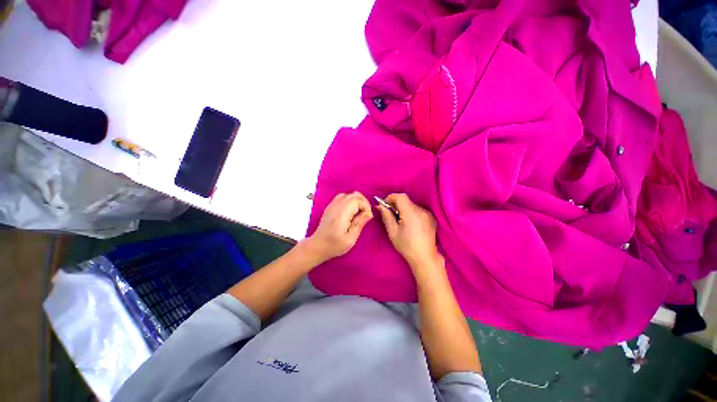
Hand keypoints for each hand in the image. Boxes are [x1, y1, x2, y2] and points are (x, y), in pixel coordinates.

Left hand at [304, 192, 372, 263]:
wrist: (317, 245)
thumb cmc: (334, 245)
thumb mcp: (350, 239)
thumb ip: (360, 224)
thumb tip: (369, 213)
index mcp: (341, 214)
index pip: (357, 200)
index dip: (366, 207)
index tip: (367, 217)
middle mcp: (336, 206)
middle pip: (354, 195)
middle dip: (363, 203)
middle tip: (365, 215)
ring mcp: (332, 204)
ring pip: (349, 194)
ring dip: (357, 201)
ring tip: (359, 213)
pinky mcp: (331, 206)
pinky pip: (343, 197)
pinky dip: (350, 201)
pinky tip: (351, 211)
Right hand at [376, 193, 442, 269]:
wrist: (425, 257)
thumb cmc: (406, 246)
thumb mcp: (392, 232)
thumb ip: (386, 216)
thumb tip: (379, 206)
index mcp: (411, 213)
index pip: (400, 196)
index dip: (391, 198)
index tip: (385, 205)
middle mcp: (421, 210)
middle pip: (406, 201)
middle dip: (396, 204)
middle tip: (390, 214)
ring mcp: (427, 214)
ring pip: (412, 205)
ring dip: (404, 209)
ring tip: (400, 221)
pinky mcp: (431, 218)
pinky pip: (418, 210)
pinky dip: (411, 213)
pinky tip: (410, 224)